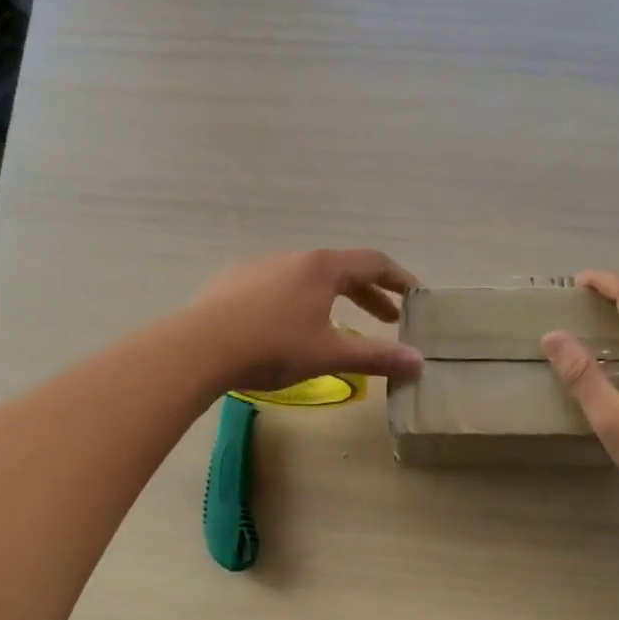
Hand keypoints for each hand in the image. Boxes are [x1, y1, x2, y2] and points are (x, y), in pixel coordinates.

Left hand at [187, 249, 423, 393]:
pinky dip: (295, 300)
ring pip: (306, 277)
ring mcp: (258, 265)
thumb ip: (376, 357)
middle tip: (386, 318)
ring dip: (331, 297)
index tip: (414, 295)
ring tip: (336, 323)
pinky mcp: (231, 280)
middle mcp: (292, 257)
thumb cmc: (273, 347)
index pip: (373, 263)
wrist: (199, 347)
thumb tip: (419, 362)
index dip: (399, 279)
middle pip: (341, 269)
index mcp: (322, 267)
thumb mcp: (330, 355)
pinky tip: (284, 325)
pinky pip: (275, 284)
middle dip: (368, 294)